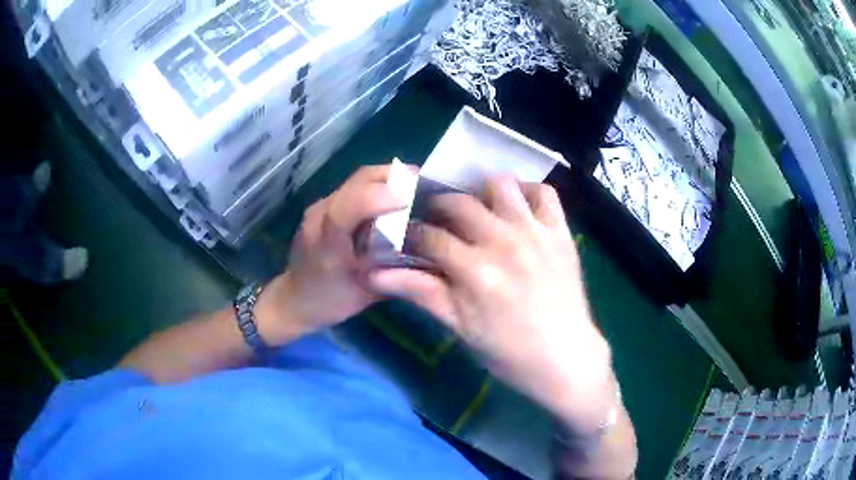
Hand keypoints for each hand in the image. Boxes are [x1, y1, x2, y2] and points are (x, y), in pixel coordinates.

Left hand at [255, 165, 409, 344]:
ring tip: (416, 189)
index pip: (348, 206)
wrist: (293, 299)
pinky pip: (355, 187)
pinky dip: (379, 186)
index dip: (380, 197)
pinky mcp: (324, 205)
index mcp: (327, 241)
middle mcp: (320, 214)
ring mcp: (320, 206)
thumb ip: (395, 273)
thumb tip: (430, 255)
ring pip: (359, 178)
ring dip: (390, 178)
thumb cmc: (329, 301)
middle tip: (426, 186)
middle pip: (360, 179)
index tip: (413, 198)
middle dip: (397, 177)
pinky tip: (395, 198)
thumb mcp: (366, 294)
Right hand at [370, 175, 615, 432]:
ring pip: (500, 184)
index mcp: (475, 270)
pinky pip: (544, 193)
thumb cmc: (509, 351)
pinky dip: (527, 193)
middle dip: (438, 207)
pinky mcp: (560, 231)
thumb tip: (372, 273)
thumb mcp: (460, 328)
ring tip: (479, 211)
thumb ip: (420, 293)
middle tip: (437, 221)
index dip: (411, 234)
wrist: (565, 358)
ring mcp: (536, 232)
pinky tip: (517, 209)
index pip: (429, 236)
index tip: (408, 236)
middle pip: (458, 202)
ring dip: (481, 192)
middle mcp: (504, 241)